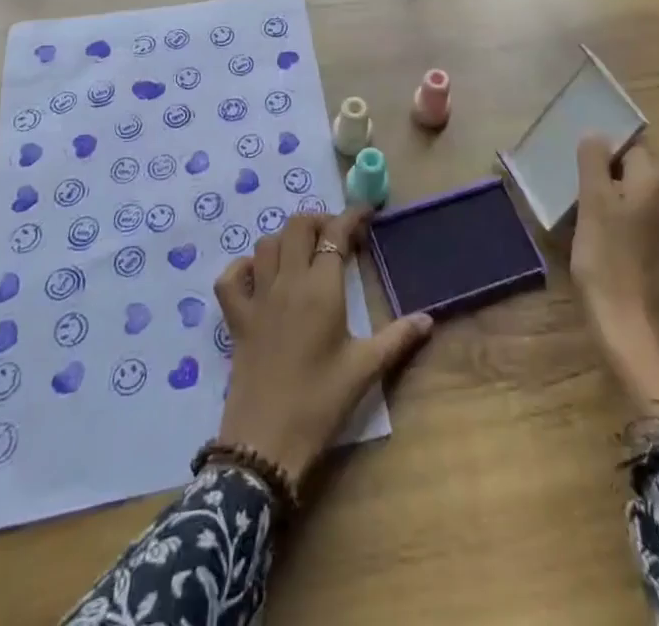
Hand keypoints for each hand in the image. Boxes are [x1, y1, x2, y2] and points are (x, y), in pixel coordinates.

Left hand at [214, 206, 432, 488]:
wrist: (266, 443)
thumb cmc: (320, 403)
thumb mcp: (365, 369)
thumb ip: (397, 338)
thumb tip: (428, 319)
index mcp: (322, 289)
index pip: (336, 234)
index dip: (351, 217)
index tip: (366, 214)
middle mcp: (288, 282)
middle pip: (297, 226)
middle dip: (318, 221)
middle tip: (336, 236)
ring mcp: (258, 298)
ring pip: (266, 244)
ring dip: (286, 239)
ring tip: (304, 252)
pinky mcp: (236, 319)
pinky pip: (230, 278)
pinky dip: (243, 268)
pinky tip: (259, 276)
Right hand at [570, 135, 658, 423]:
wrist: (636, 336)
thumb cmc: (608, 263)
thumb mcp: (592, 204)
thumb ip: (594, 162)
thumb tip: (597, 135)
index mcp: (656, 182)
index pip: (630, 146)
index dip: (602, 154)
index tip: (577, 172)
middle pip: (635, 174)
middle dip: (606, 180)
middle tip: (576, 197)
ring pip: (640, 203)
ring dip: (615, 206)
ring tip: (586, 223)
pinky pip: (646, 230)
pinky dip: (626, 230)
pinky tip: (607, 249)